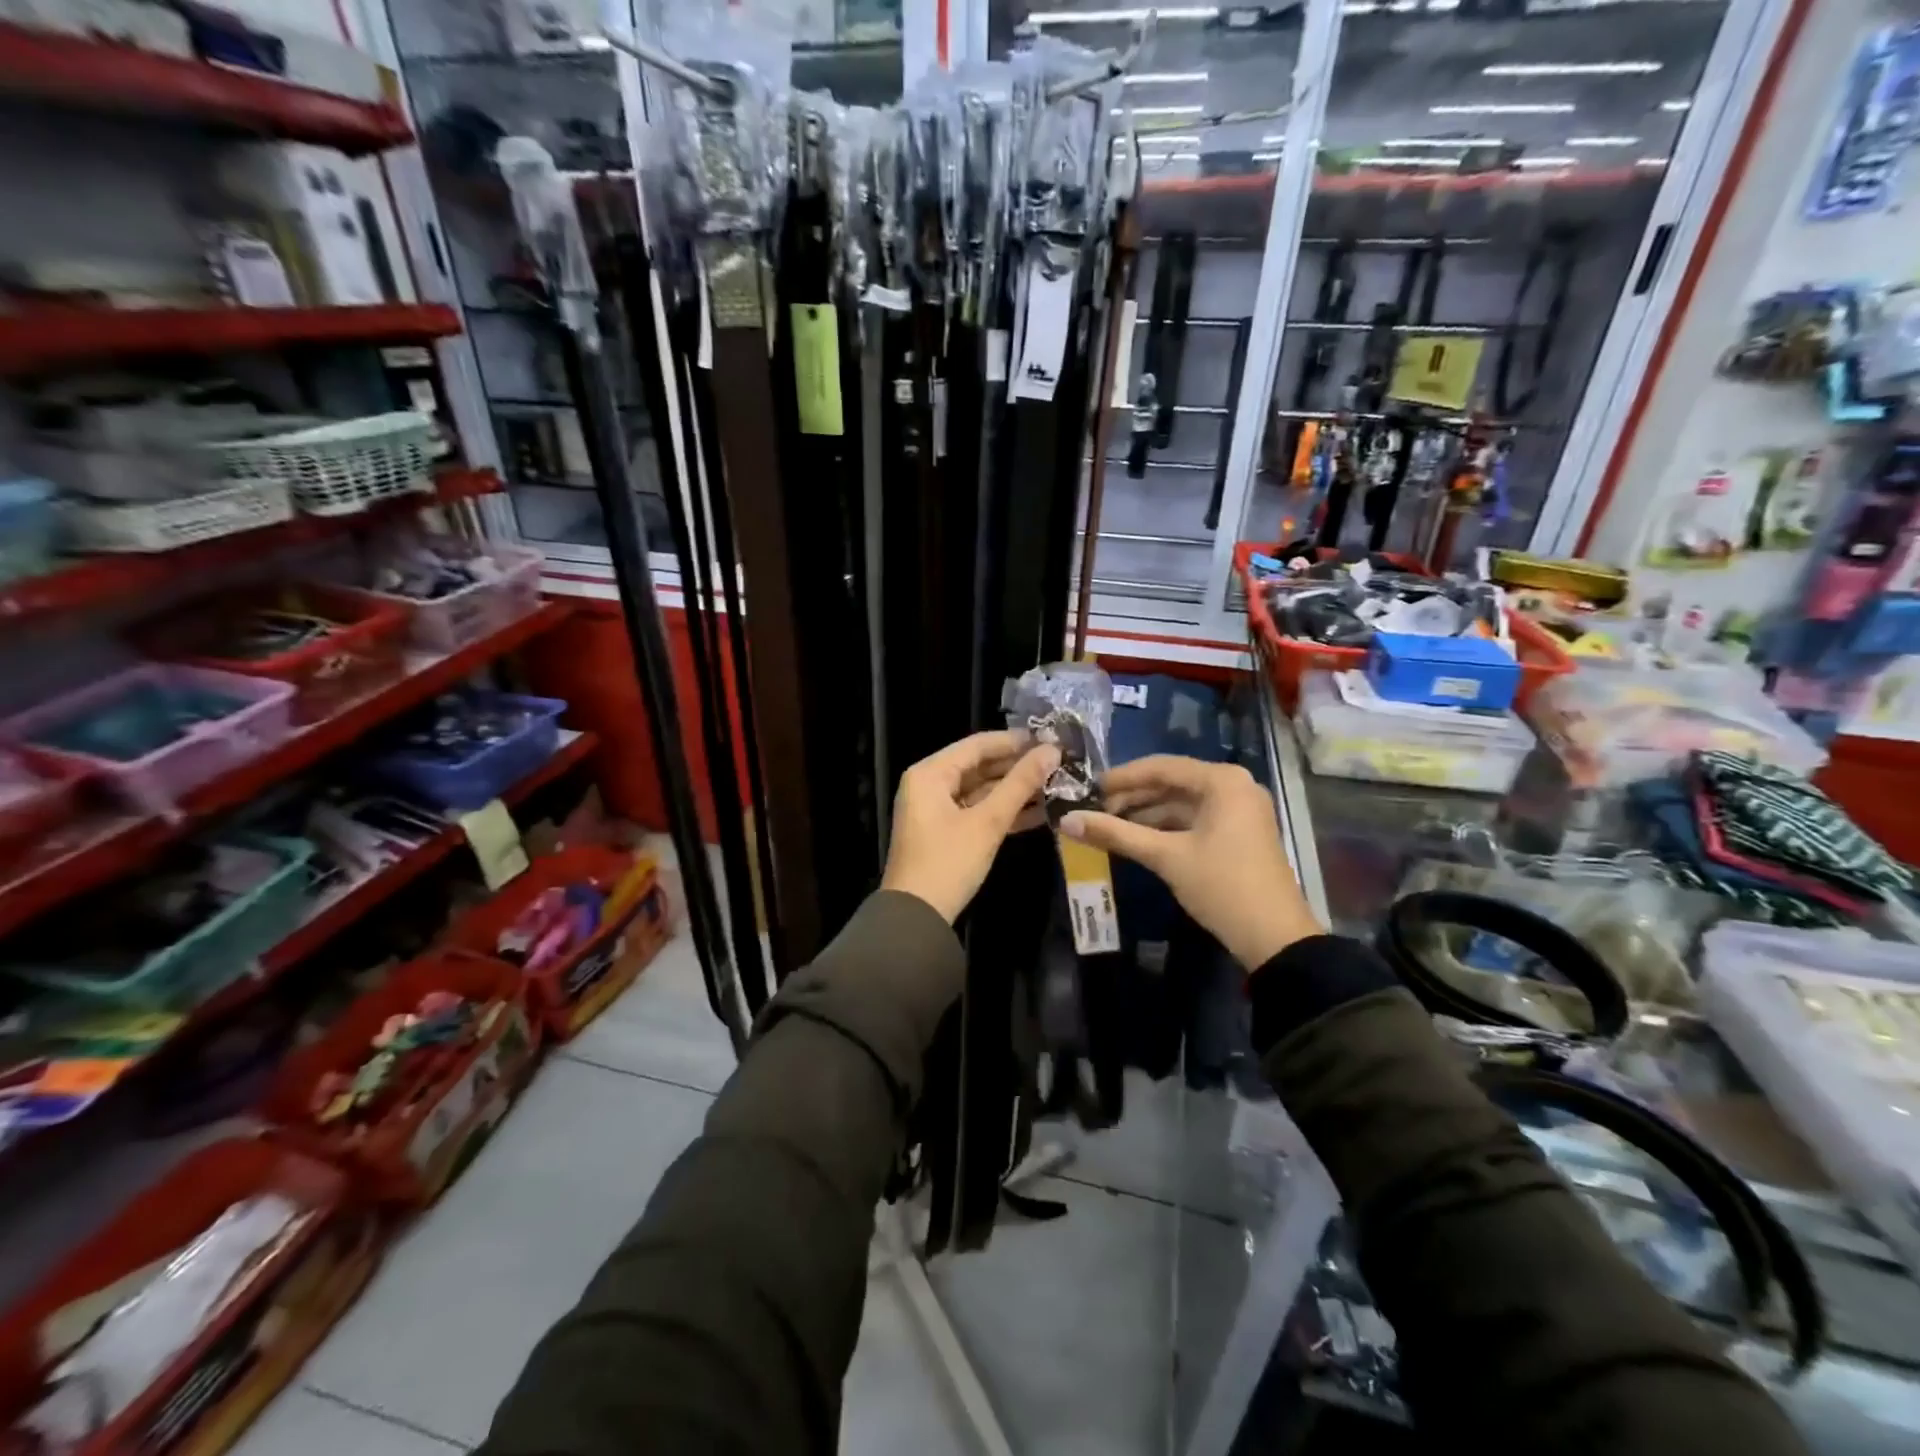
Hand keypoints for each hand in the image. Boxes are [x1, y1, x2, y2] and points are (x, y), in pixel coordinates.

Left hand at [881, 730, 1060, 923]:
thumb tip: (1052, 751)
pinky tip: (1041, 812)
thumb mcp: (987, 822)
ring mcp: (936, 810)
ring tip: (1057, 785)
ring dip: (1015, 790)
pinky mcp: (946, 832)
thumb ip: (1020, 784)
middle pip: (979, 766)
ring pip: (981, 790)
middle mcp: (929, 785)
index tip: (1052, 739)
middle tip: (1059, 763)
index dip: (1015, 741)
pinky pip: (978, 811)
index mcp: (930, 774)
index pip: (977, 745)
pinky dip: (1004, 811)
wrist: (916, 918)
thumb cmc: (948, 863)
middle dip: (1018, 767)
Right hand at [1060, 756, 1320, 970]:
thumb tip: (1066, 821)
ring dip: (1146, 813)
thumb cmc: (1221, 886)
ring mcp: (1239, 810)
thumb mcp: (1165, 857)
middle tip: (1095, 810)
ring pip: (1182, 802)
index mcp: (1222, 781)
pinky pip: (1194, 819)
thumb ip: (1115, 834)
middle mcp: (1234, 786)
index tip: (1089, 788)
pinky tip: (1136, 838)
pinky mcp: (1238, 833)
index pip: (1162, 766)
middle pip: (1172, 782)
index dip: (1123, 777)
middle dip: (1133, 796)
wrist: (1274, 938)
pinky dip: (1165, 827)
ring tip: (1108, 825)